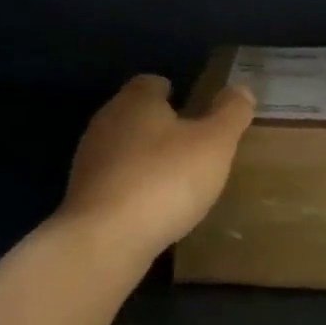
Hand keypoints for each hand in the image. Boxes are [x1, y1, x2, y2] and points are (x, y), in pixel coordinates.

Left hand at [58, 74, 255, 268]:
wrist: (104, 241)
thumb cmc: (165, 179)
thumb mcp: (214, 143)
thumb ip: (230, 113)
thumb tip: (242, 88)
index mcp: (135, 100)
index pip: (152, 83)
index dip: (175, 92)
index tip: (196, 109)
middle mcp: (106, 122)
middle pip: (136, 115)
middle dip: (162, 126)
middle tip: (194, 145)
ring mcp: (89, 161)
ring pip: (124, 149)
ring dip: (146, 160)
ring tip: (177, 180)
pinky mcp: (82, 197)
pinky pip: (115, 182)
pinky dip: (133, 189)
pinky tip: (153, 209)